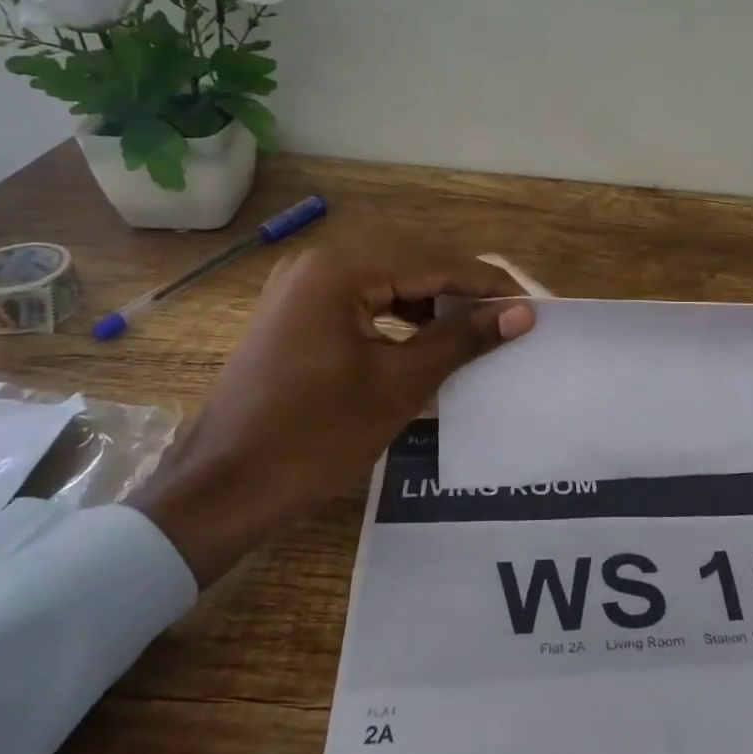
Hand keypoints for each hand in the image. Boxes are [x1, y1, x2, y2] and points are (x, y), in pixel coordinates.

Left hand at [126, 247, 533, 587]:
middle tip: (506, 318)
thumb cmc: (314, 436)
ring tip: (471, 332)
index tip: (530, 305)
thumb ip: (462, 339)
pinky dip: (396, 317)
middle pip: (409, 263)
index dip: (486, 285)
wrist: (222, 489)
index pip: (432, 263)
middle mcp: (317, 264)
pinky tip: (422, 341)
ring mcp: (299, 288)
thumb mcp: (399, 385)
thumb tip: (521, 312)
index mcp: (340, 270)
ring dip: (430, 303)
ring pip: (385, 281)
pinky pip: (360, 301)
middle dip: (460, 290)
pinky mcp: (293, 314)